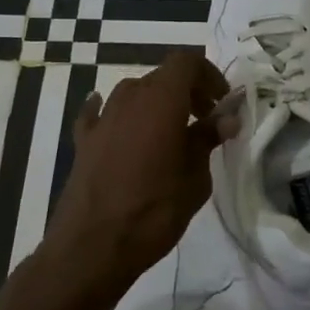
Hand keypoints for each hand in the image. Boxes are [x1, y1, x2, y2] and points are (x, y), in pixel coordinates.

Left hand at [45, 50, 230, 291]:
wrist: (92, 247)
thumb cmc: (154, 211)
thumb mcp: (195, 178)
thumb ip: (207, 140)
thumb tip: (226, 118)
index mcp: (161, 101)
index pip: (186, 62)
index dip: (208, 74)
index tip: (222, 102)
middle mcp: (129, 99)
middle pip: (161, 77)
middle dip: (187, 91)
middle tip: (206, 121)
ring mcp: (102, 119)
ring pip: (133, 93)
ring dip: (155, 103)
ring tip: (171, 132)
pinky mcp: (83, 141)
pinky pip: (99, 113)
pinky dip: (114, 113)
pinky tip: (117, 122)